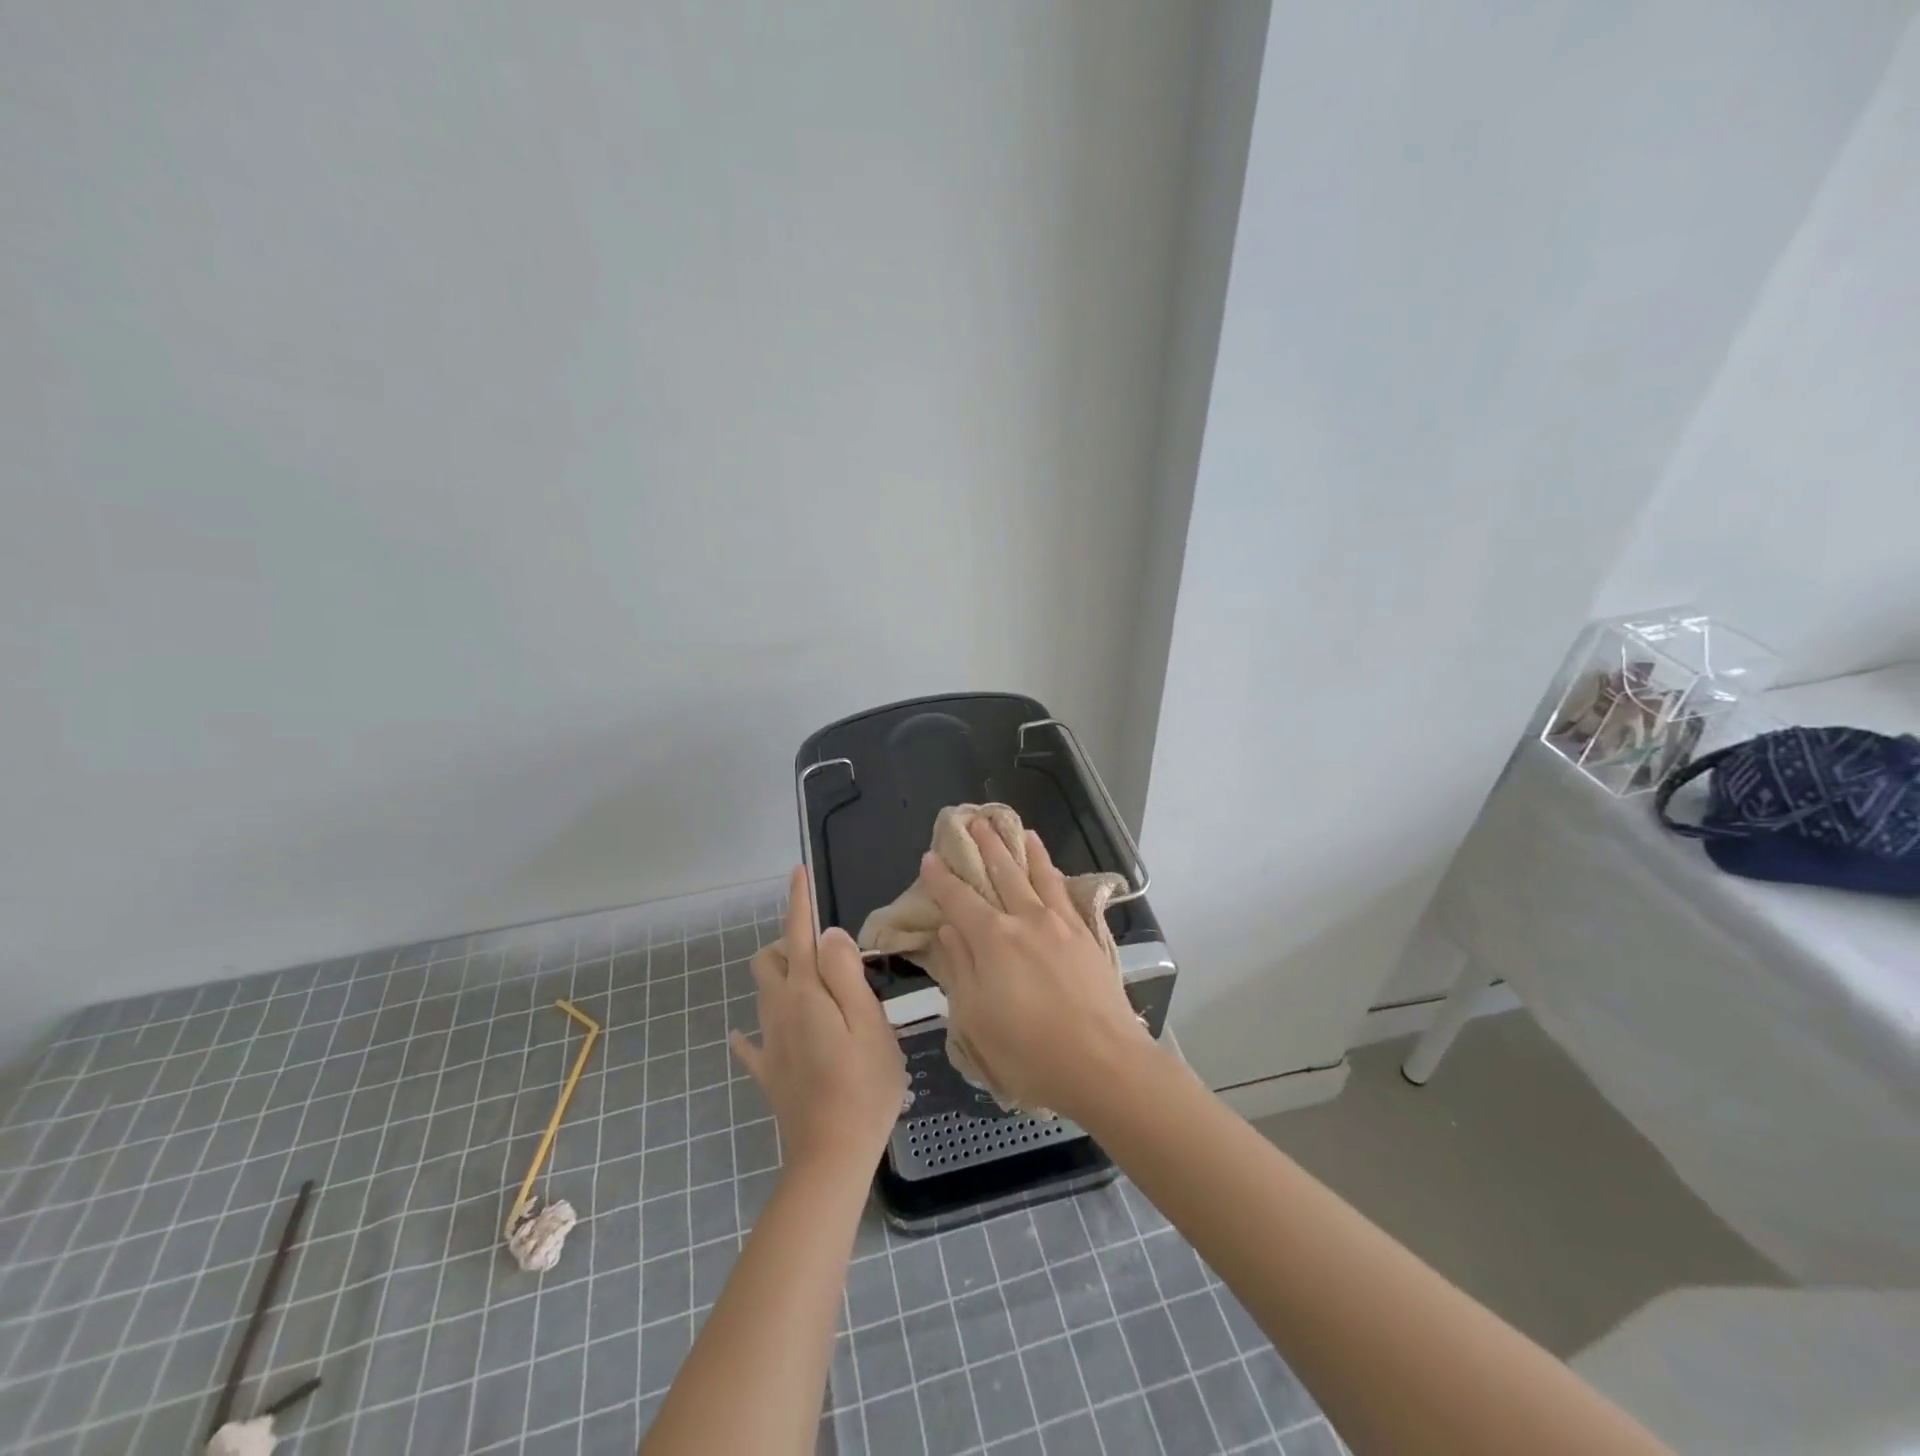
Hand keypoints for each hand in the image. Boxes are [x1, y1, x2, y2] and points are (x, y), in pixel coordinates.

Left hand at [731, 867, 906, 1178]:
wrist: (831, 1156)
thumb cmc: (863, 1084)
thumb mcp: (868, 1021)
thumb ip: (845, 973)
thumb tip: (829, 935)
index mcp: (805, 993)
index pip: (798, 934)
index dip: (798, 902)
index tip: (798, 873)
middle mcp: (779, 1011)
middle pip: (768, 960)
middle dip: (786, 942)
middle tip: (823, 950)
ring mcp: (770, 1044)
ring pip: (764, 993)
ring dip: (781, 976)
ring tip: (815, 984)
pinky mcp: (771, 1073)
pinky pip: (753, 1042)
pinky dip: (756, 1028)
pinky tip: (756, 1032)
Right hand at [921, 820, 1157, 1121]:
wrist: (1104, 1063)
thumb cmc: (1030, 1052)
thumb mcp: (977, 1019)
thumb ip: (960, 968)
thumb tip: (947, 928)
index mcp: (991, 940)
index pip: (959, 900)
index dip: (941, 879)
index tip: (929, 858)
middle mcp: (1024, 920)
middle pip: (1000, 873)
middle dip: (983, 846)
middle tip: (972, 820)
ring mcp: (1059, 924)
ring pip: (1035, 874)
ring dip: (1019, 848)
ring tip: (1012, 826)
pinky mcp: (1085, 934)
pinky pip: (1063, 890)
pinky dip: (1051, 870)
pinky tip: (1049, 864)